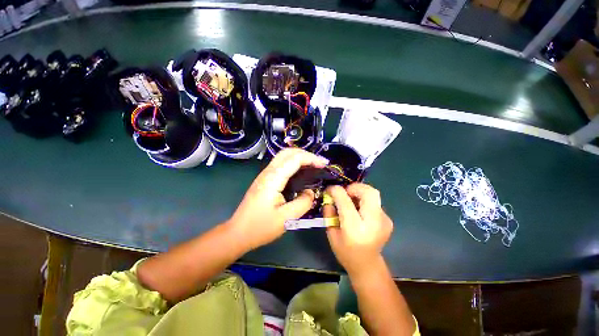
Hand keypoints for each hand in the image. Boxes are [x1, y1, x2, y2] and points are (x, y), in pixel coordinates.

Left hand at [228, 148, 328, 249]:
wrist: (238, 233)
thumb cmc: (261, 227)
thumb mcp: (286, 218)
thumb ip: (303, 203)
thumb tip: (311, 192)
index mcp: (273, 179)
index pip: (294, 159)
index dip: (311, 158)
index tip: (324, 165)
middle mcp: (268, 172)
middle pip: (287, 152)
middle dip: (305, 154)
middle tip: (318, 163)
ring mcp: (265, 175)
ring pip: (283, 156)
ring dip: (299, 157)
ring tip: (312, 166)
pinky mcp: (264, 180)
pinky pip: (280, 165)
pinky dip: (293, 163)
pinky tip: (300, 173)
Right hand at [325, 183, 392, 276]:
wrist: (367, 265)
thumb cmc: (345, 251)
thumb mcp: (331, 233)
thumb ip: (329, 212)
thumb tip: (329, 196)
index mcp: (355, 229)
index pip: (346, 202)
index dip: (336, 191)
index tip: (330, 189)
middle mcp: (373, 223)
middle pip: (369, 193)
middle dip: (355, 187)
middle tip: (345, 191)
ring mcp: (384, 221)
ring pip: (373, 194)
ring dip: (359, 192)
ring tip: (351, 200)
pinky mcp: (388, 219)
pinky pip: (374, 202)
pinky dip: (364, 200)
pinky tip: (359, 210)